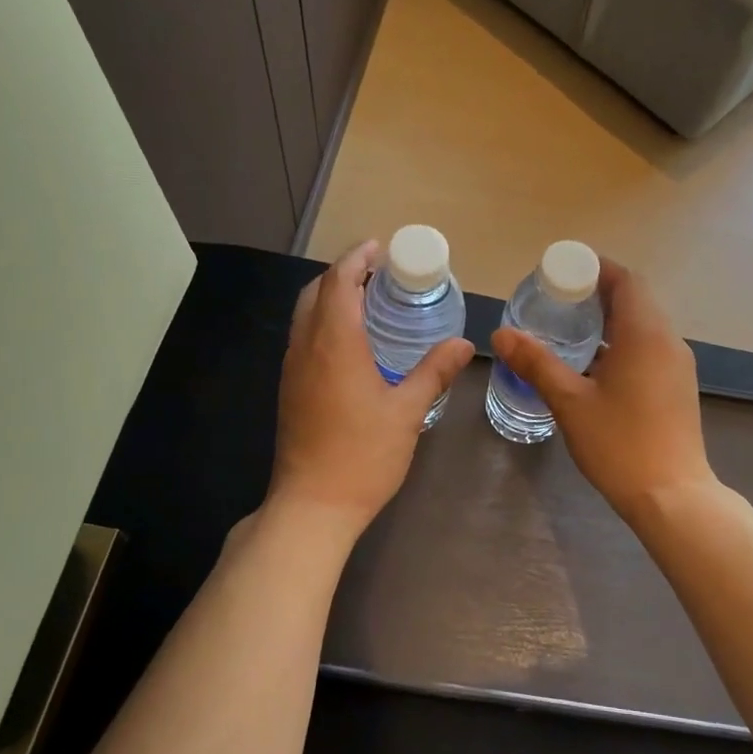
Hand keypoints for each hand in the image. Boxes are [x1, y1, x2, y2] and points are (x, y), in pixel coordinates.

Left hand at [267, 241, 473, 540]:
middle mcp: (306, 347)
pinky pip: (303, 337)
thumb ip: (434, 372)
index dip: (358, 258)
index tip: (381, 247)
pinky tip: (352, 341)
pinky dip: (324, 321)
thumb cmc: (362, 456)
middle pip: (316, 291)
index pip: (340, 282)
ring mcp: (292, 369)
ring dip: (332, 296)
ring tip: (369, 299)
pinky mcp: (290, 389)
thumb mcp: (407, 412)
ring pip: (305, 314)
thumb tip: (463, 343)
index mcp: (334, 344)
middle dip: (344, 273)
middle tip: (380, 272)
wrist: (312, 505)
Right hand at [490, 260, 715, 517]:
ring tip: (569, 329)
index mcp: (645, 333)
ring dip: (610, 319)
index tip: (562, 273)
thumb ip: (536, 363)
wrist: (672, 497)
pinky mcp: (677, 387)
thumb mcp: (570, 401)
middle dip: (598, 293)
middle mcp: (668, 340)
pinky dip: (622, 342)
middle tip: (557, 300)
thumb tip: (501, 334)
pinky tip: (594, 365)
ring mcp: (677, 365)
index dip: (595, 269)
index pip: (626, 280)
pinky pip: (649, 347)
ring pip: (644, 325)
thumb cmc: (620, 444)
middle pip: (636, 299)